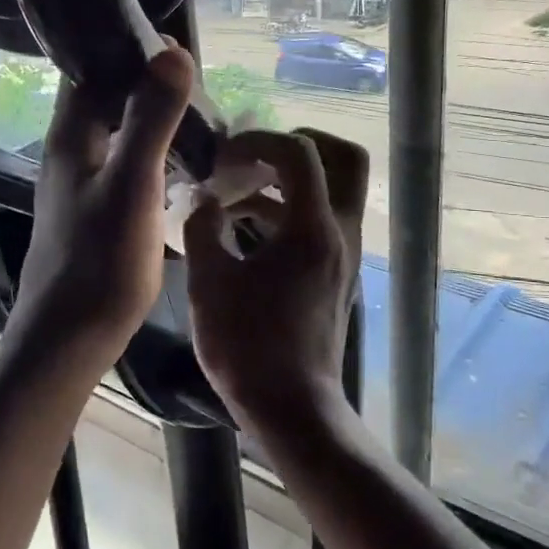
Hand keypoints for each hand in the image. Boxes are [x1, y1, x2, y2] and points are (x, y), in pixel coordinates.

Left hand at [12, 47, 194, 364]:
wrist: (70, 340)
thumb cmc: (100, 262)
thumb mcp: (133, 184)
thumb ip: (151, 118)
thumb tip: (172, 50)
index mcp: (70, 137)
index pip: (88, 69)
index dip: (124, 48)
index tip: (171, 42)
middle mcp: (69, 153)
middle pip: (104, 99)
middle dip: (144, 82)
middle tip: (195, 80)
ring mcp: (80, 184)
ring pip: (116, 132)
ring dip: (150, 118)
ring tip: (198, 114)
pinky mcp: (95, 211)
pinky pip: (125, 163)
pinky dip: (151, 152)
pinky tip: (181, 162)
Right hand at [183, 129, 368, 434]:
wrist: (291, 408)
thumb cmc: (248, 346)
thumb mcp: (210, 282)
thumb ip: (203, 227)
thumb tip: (205, 199)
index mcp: (314, 228)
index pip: (300, 153)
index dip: (259, 140)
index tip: (223, 157)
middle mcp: (341, 232)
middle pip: (344, 160)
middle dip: (300, 146)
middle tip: (257, 156)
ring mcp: (344, 255)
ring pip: (333, 192)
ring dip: (289, 182)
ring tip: (235, 197)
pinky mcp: (336, 275)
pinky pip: (322, 222)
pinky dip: (290, 212)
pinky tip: (245, 232)